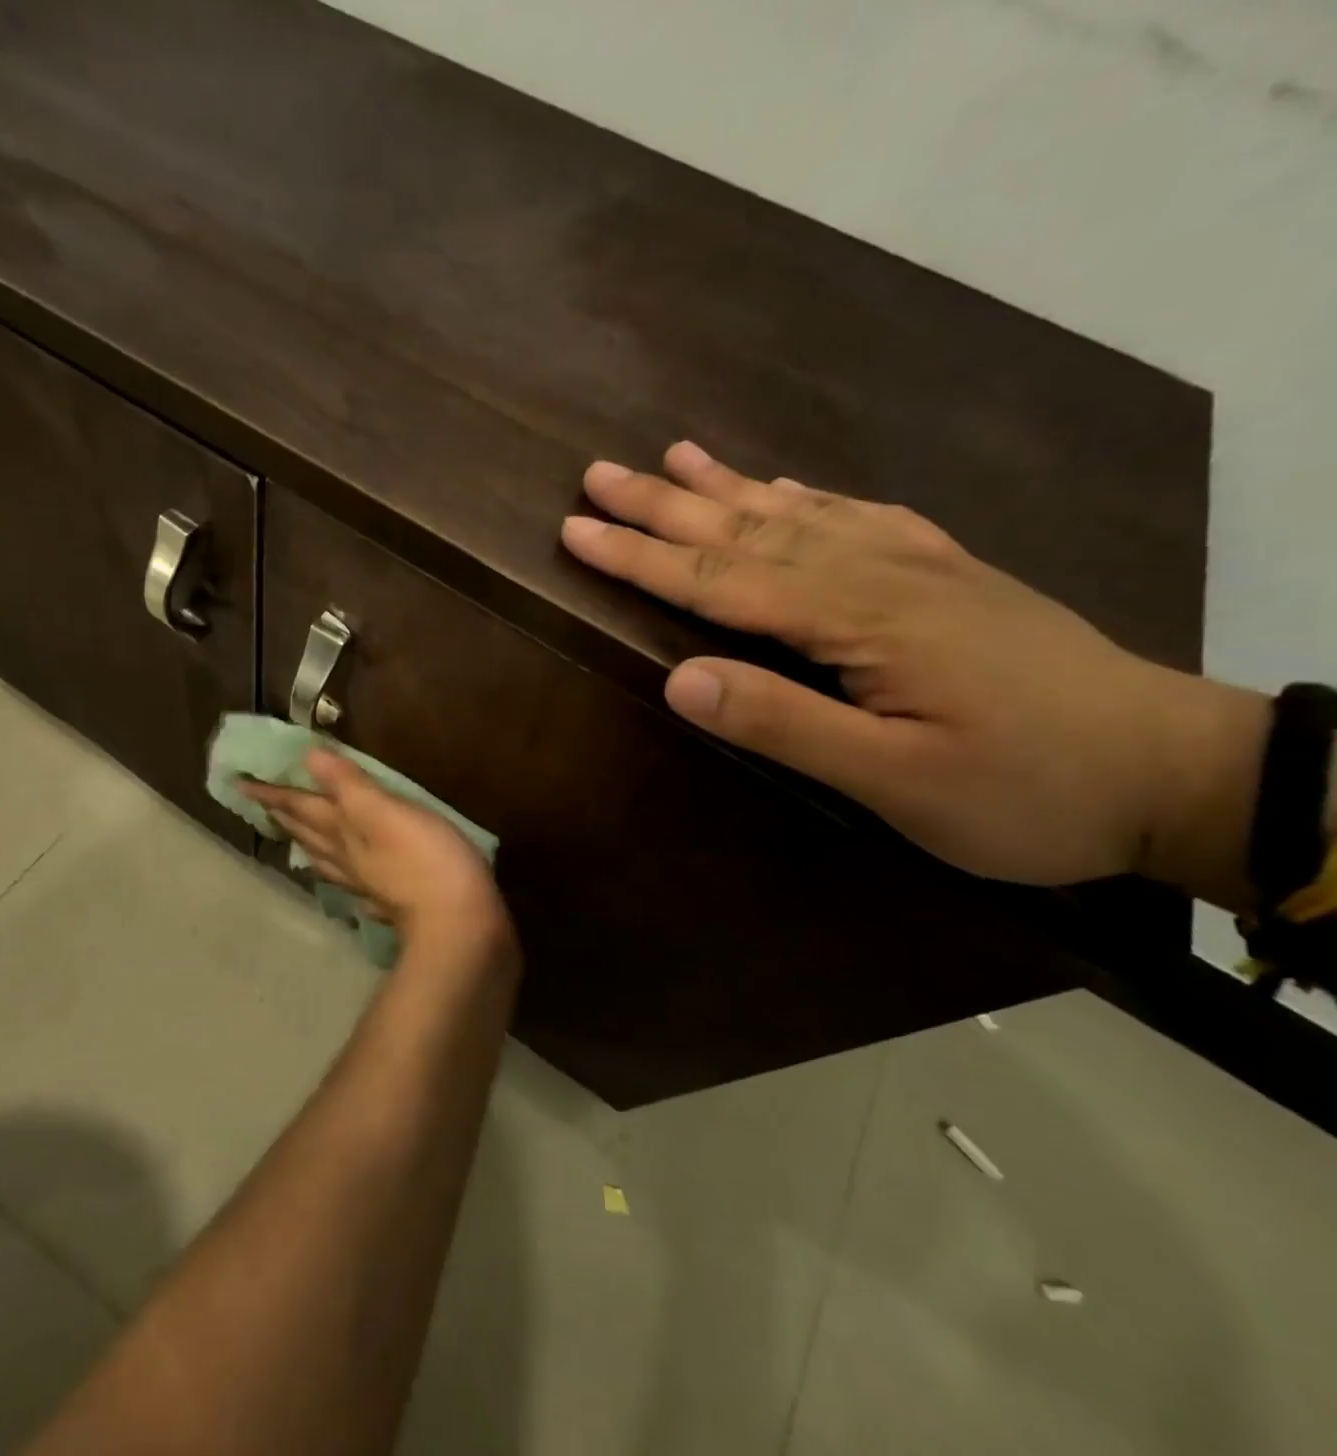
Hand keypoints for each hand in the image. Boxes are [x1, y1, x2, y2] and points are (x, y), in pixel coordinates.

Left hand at [242, 750, 511, 949]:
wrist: (458, 926)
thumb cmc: (425, 859)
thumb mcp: (386, 811)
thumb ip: (348, 785)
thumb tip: (309, 756)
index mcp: (342, 829)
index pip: (298, 805)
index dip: (271, 792)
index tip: (239, 783)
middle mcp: (345, 857)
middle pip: (305, 832)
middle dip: (282, 814)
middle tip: (261, 803)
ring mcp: (365, 883)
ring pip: (324, 857)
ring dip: (304, 841)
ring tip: (291, 833)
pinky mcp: (388, 901)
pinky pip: (350, 881)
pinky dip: (337, 871)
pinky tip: (343, 875)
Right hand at [560, 441, 1268, 903]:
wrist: (1171, 771)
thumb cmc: (1022, 789)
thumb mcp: (895, 779)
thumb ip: (783, 723)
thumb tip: (678, 678)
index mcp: (857, 619)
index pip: (719, 578)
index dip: (640, 555)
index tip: (576, 529)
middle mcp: (877, 572)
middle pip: (745, 530)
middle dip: (663, 504)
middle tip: (598, 473)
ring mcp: (916, 565)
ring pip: (795, 513)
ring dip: (725, 484)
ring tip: (672, 455)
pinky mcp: (945, 574)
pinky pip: (857, 516)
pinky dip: (804, 495)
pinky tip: (783, 484)